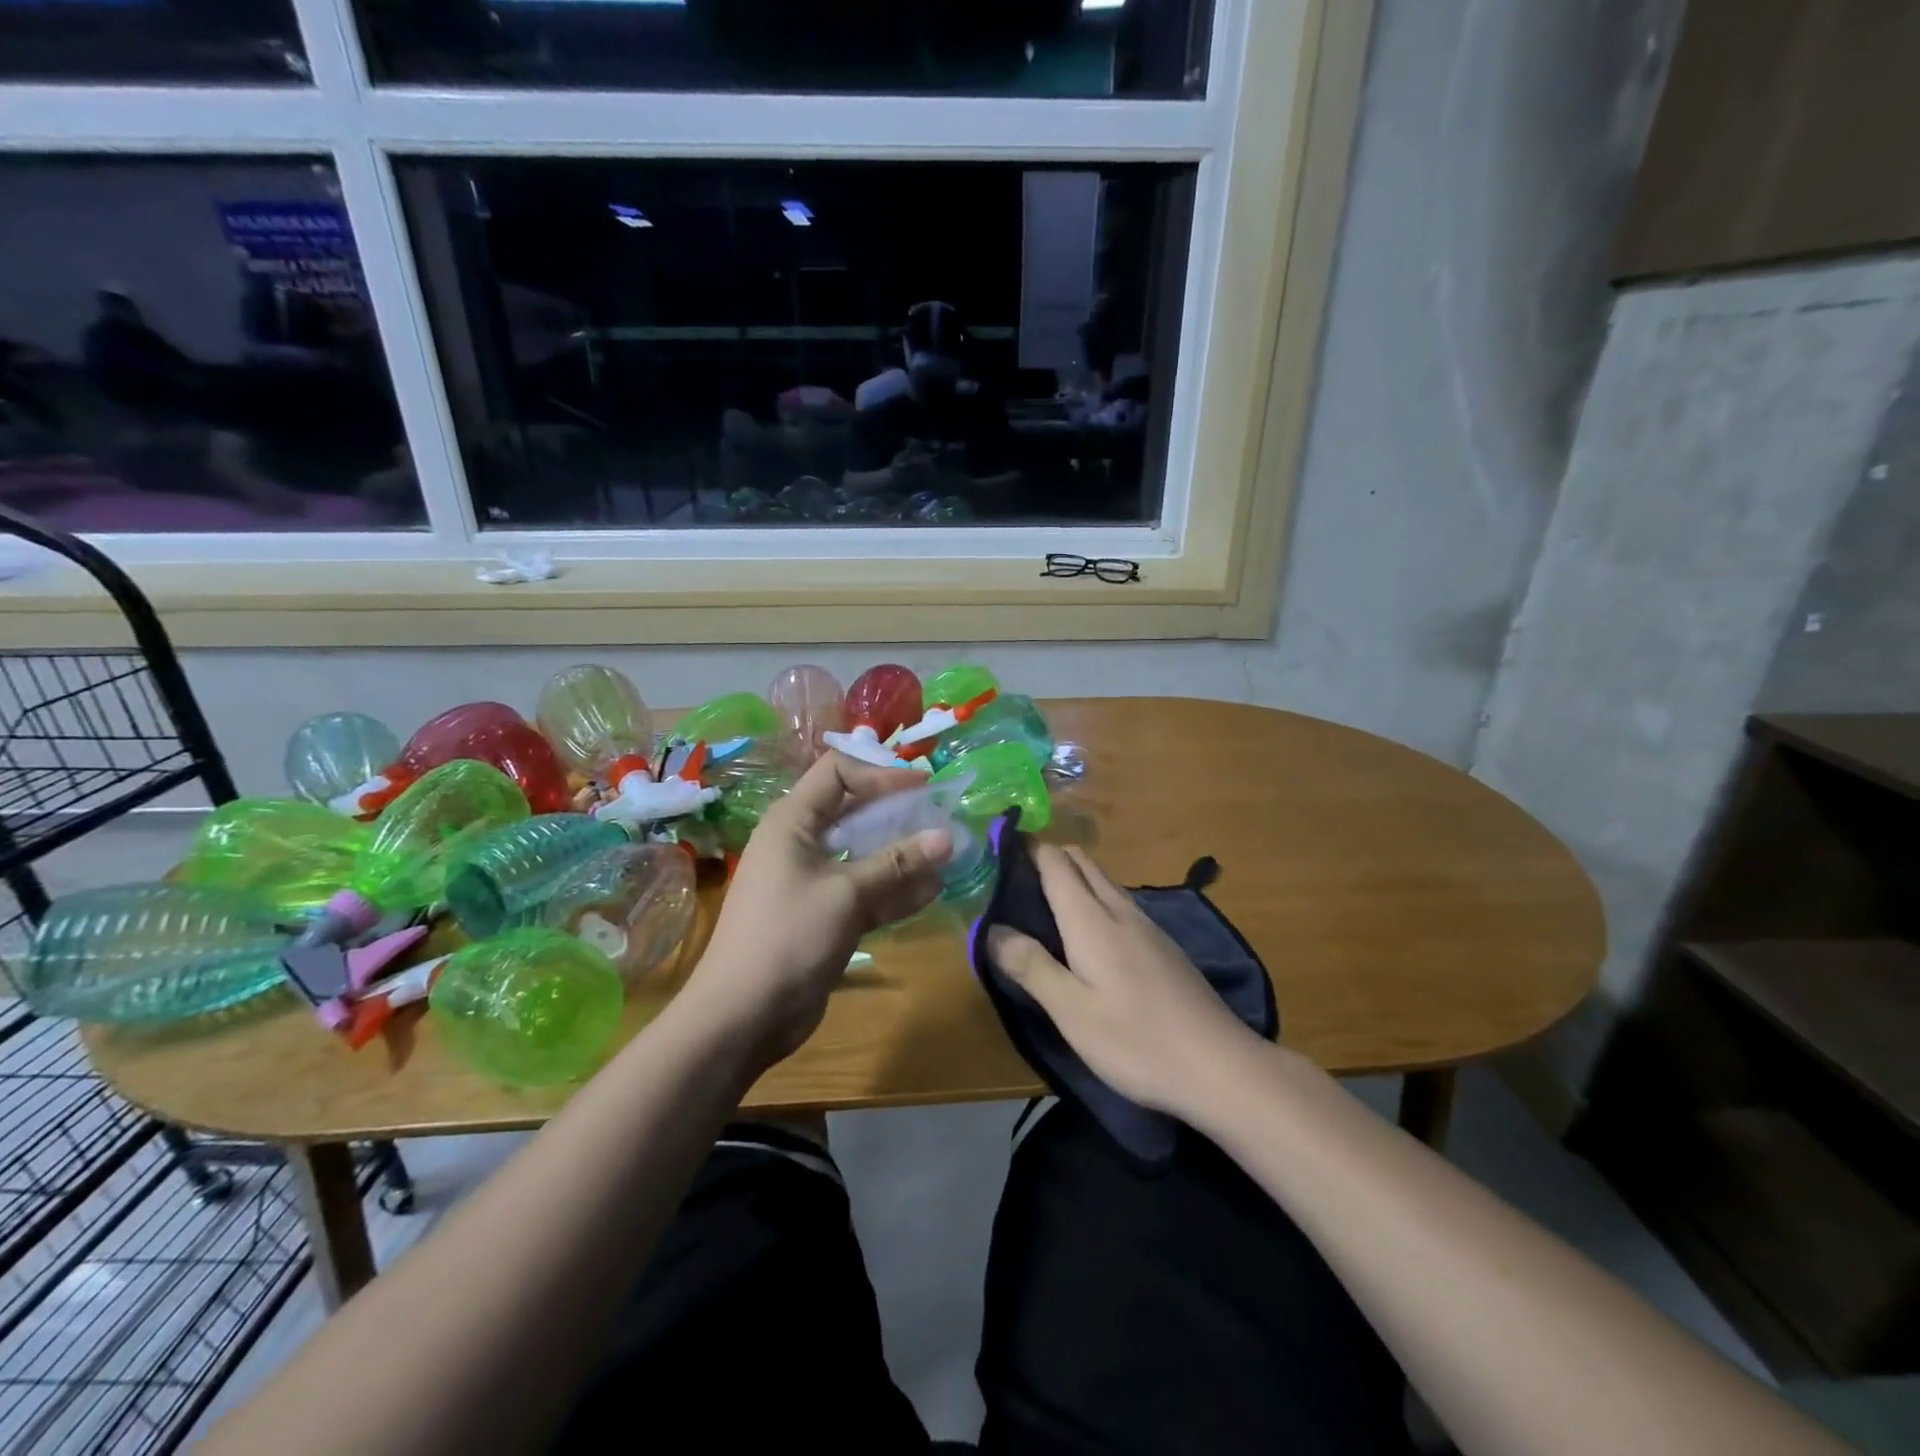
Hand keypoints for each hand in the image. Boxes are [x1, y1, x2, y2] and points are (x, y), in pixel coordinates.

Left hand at [684, 751, 951, 1067]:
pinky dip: (894, 888)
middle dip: (898, 812)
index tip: (923, 787)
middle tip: (942, 817)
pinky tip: (933, 890)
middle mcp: (802, 842)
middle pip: (855, 810)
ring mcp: (813, 880)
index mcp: (793, 821)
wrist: (742, 1016)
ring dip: (902, 853)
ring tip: (947, 853)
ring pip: (864, 853)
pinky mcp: (825, 915)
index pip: (838, 772)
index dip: (880, 773)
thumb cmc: (788, 937)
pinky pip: (865, 890)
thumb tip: (947, 836)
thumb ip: (897, 863)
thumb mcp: (846, 894)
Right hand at [987, 845, 1260, 1120]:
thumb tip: (991, 928)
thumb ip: (1031, 966)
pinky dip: (1093, 900)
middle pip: (1081, 862)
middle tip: (1013, 881)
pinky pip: (1119, 903)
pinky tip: (1087, 934)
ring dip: (1072, 879)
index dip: (1027, 849)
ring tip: (1042, 904)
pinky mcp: (1163, 946)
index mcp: (1092, 919)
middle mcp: (1120, 910)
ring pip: (1103, 881)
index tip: (998, 851)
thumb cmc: (1137, 1041)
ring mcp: (1147, 926)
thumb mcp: (1072, 1012)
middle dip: (1048, 858)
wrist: (1221, 1066)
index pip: (1055, 862)